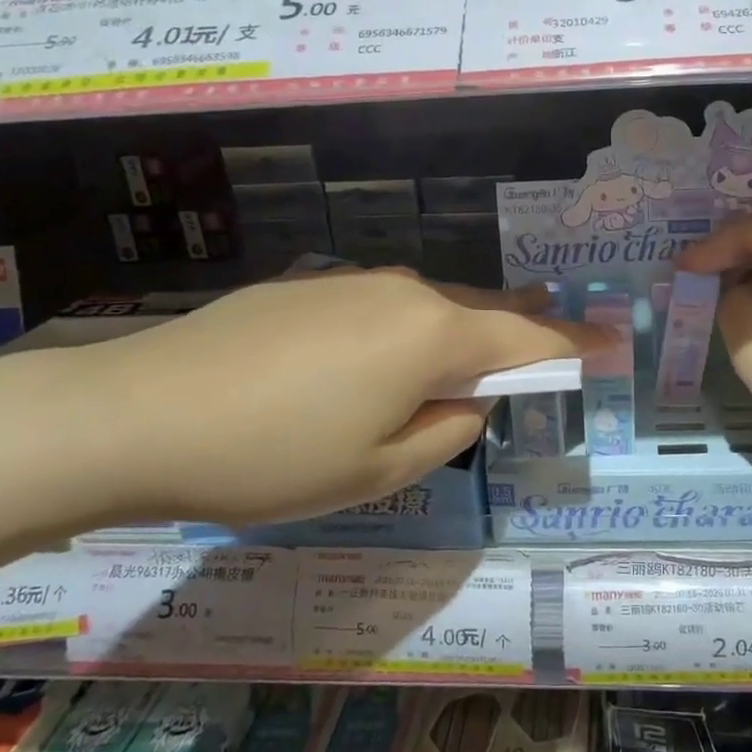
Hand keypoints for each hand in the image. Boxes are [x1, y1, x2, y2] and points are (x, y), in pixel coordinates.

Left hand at [55, 269, 606, 525]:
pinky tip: (383, 359)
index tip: (614, 344)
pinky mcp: (309, 287)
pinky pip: (384, 305)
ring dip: (461, 331)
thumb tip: (467, 401)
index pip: (526, 342)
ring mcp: (353, 282)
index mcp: (432, 335)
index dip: (573, 348)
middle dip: (522, 330)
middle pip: (482, 312)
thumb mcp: (378, 469)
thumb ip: (446, 431)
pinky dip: (408, 328)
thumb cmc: (272, 457)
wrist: (137, 413)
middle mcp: (403, 292)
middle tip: (553, 342)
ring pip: (431, 305)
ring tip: (475, 356)